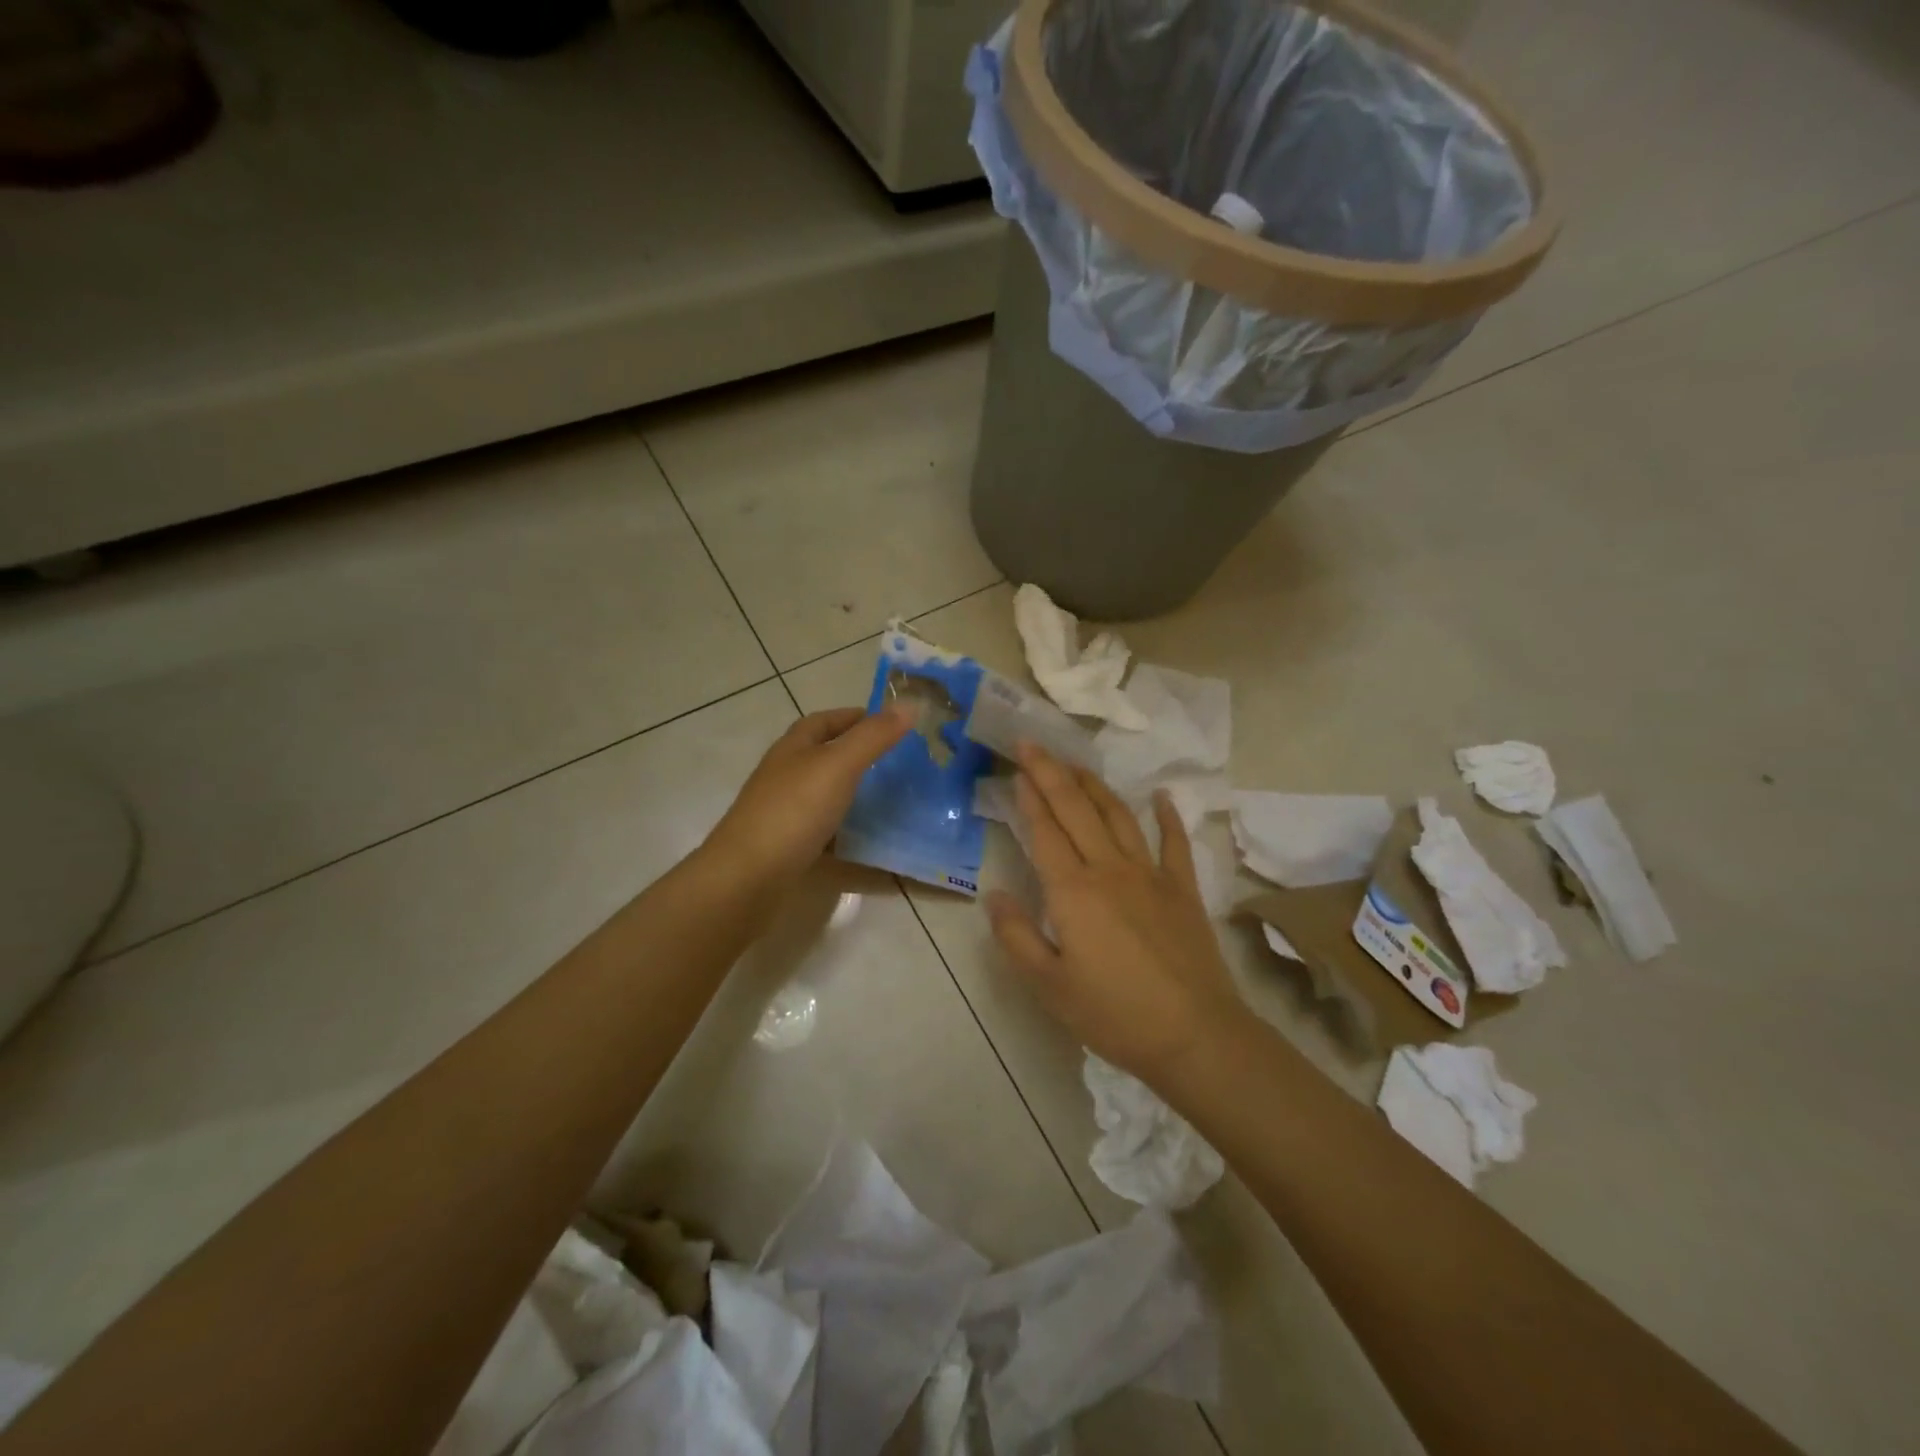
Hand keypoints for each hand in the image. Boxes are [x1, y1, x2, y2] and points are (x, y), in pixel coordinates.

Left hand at [703, 705, 910, 887]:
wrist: (747, 879)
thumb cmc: (793, 811)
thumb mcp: (838, 765)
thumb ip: (873, 737)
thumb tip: (909, 704)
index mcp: (793, 749)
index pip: (823, 721)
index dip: (854, 717)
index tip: (891, 724)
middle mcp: (786, 778)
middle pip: (823, 758)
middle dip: (858, 757)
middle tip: (901, 764)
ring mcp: (785, 815)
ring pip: (826, 798)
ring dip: (856, 797)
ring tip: (896, 802)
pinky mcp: (790, 850)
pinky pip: (827, 837)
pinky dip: (851, 839)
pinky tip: (875, 848)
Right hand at [986, 744, 1244, 1086]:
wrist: (1194, 1034)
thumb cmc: (1114, 1014)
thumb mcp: (1049, 986)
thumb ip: (1016, 937)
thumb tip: (994, 893)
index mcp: (1073, 891)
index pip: (1044, 830)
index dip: (1028, 796)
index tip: (1016, 767)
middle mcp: (1109, 869)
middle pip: (1076, 809)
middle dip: (1051, 772)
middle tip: (1033, 743)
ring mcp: (1150, 875)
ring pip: (1118, 816)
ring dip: (1095, 785)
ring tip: (1076, 764)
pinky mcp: (1182, 889)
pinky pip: (1174, 843)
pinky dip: (1167, 816)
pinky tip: (1161, 796)